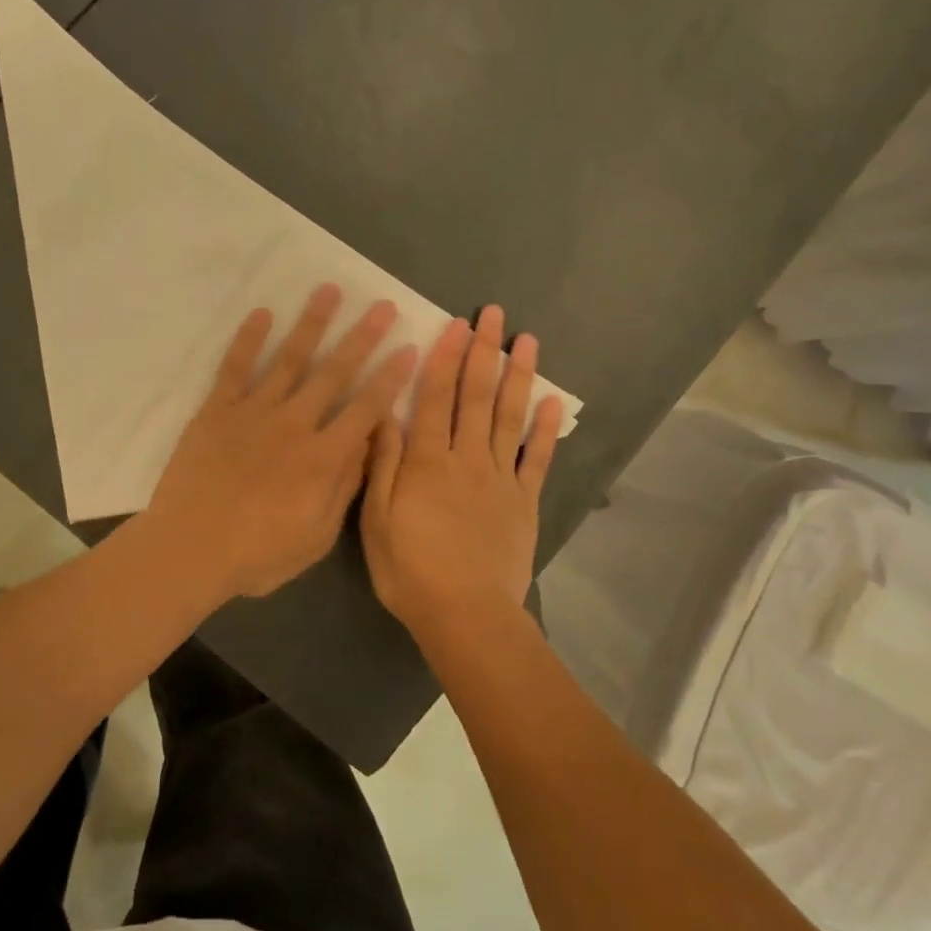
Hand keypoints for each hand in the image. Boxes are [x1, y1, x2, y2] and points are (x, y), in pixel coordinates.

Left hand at [146, 284, 417, 601]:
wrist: (188, 550)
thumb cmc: (257, 554)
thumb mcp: (316, 536)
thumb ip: (344, 487)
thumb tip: (366, 444)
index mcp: (322, 458)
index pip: (366, 408)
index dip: (390, 378)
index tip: (408, 348)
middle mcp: (294, 424)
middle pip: (334, 373)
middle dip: (362, 337)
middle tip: (382, 305)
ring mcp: (254, 412)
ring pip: (289, 359)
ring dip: (312, 324)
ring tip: (329, 290)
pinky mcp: (217, 411)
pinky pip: (235, 368)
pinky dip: (248, 339)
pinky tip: (262, 313)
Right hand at [360, 304, 563, 637]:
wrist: (466, 615)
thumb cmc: (410, 570)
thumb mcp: (377, 520)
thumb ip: (384, 464)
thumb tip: (384, 414)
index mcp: (427, 461)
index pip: (435, 398)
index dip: (445, 358)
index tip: (456, 325)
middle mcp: (466, 458)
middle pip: (476, 396)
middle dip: (484, 352)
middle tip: (494, 315)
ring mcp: (500, 477)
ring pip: (508, 417)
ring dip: (518, 376)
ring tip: (527, 341)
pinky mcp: (524, 501)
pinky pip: (536, 458)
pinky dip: (545, 429)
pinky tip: (553, 402)